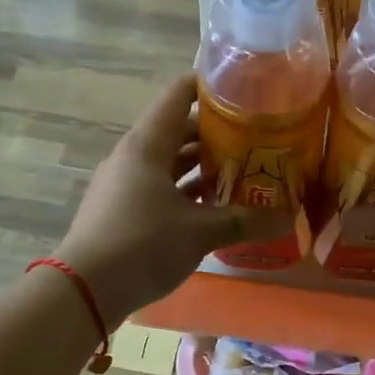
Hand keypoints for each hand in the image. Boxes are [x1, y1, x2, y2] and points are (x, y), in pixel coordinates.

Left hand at [54, 76, 292, 326]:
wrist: (85, 289)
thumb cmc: (143, 244)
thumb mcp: (200, 231)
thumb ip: (244, 221)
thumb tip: (288, 218)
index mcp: (148, 145)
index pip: (179, 95)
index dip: (210, 85)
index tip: (244, 87)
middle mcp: (134, 157)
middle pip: (178, 131)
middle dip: (217, 135)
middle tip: (256, 139)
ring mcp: (125, 184)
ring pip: (170, 164)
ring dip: (203, 168)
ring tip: (242, 173)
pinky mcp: (123, 211)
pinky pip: (161, 190)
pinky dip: (187, 193)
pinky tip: (215, 208)